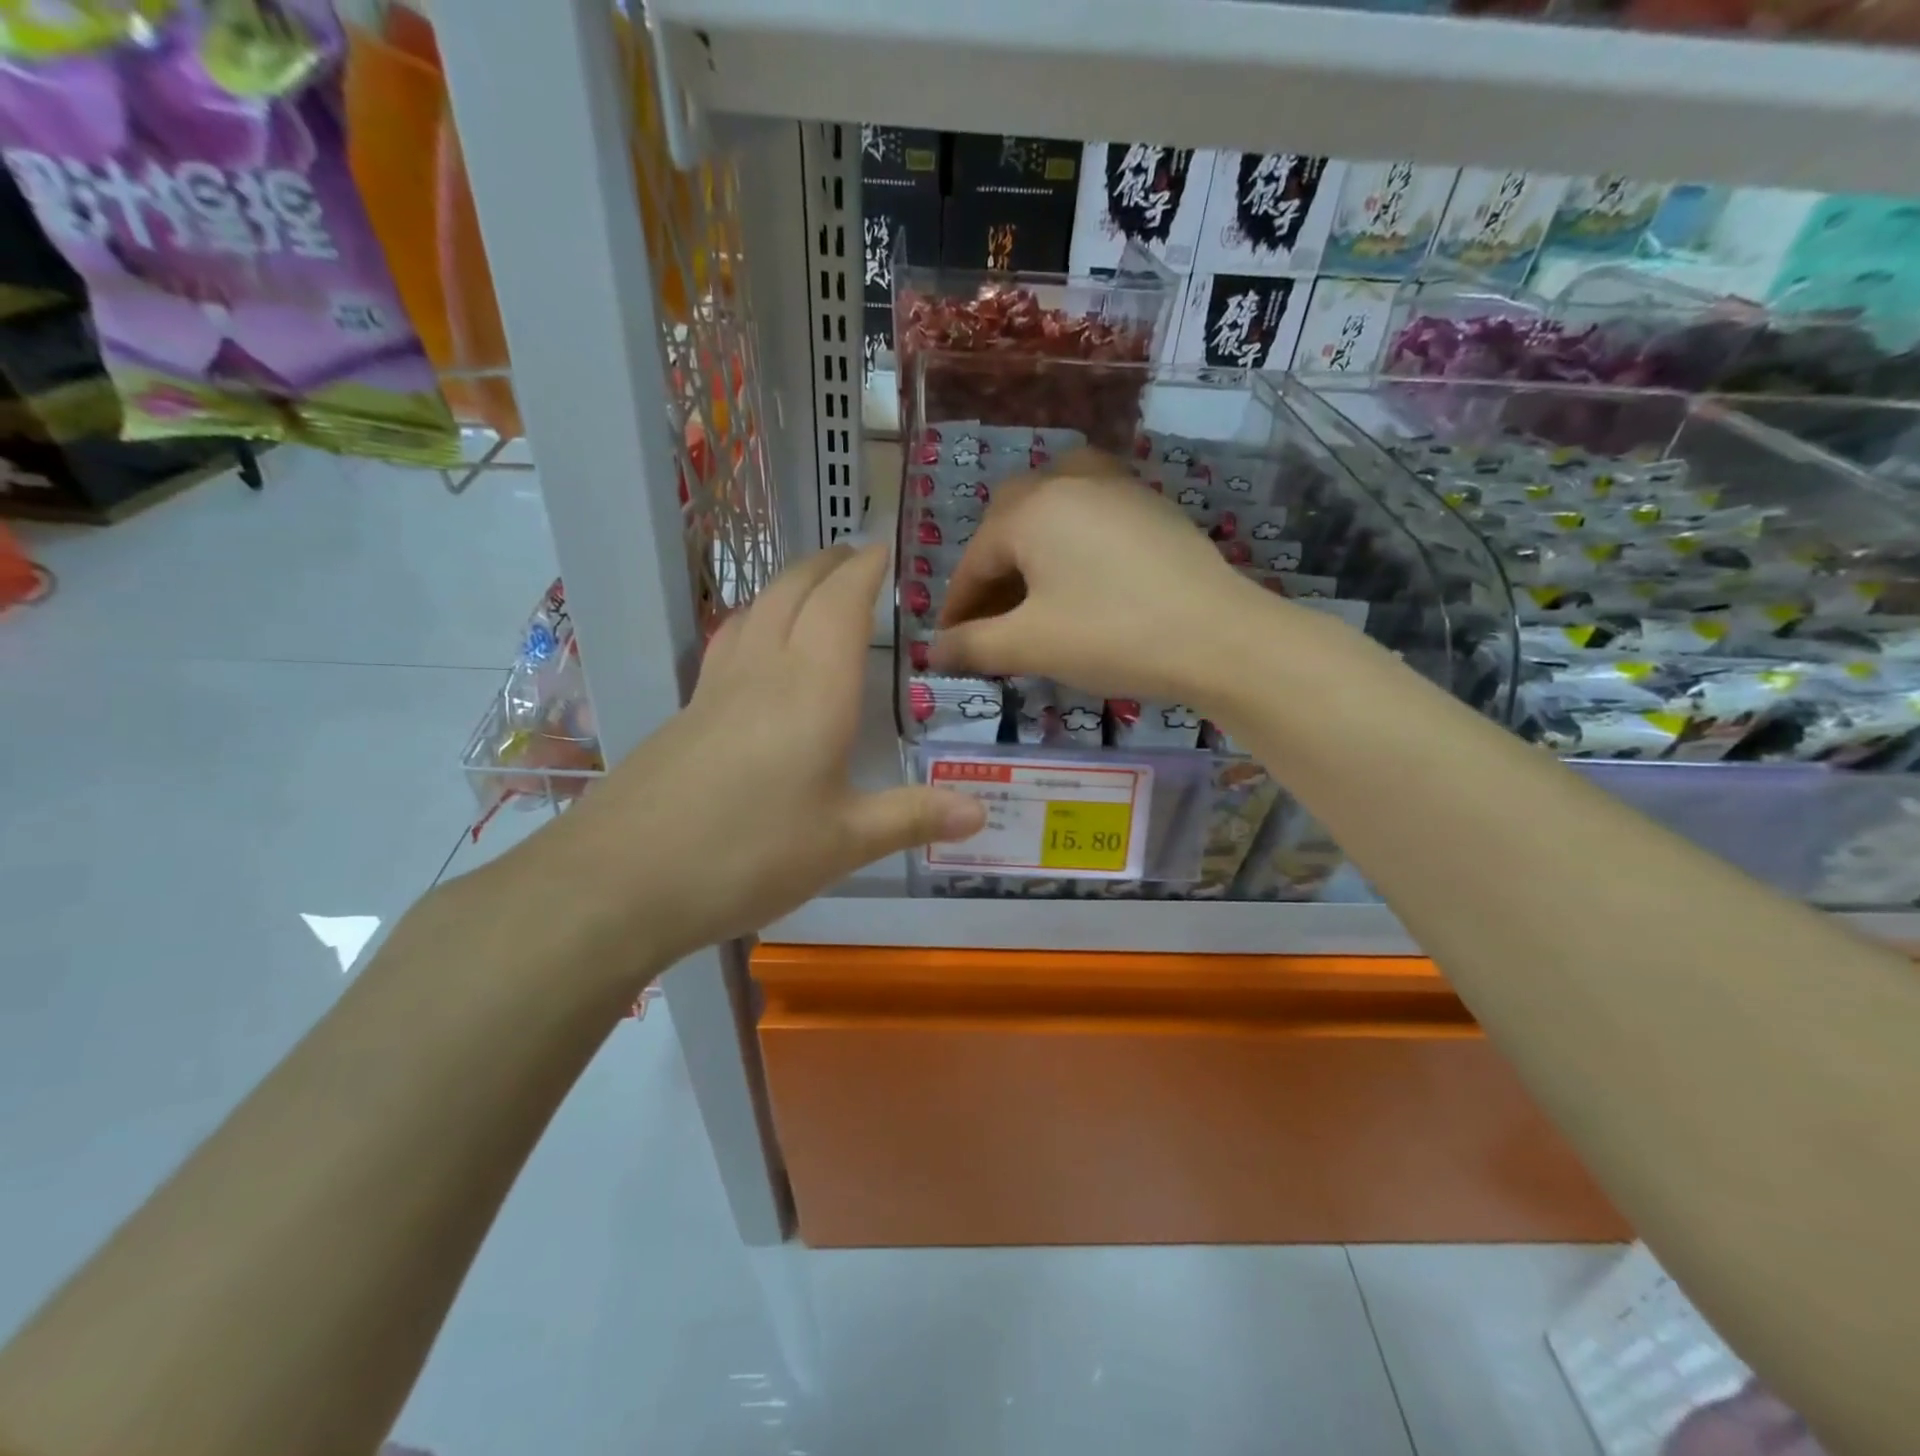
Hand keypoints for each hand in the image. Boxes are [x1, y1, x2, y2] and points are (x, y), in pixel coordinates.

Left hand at [537, 544, 984, 968]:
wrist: (622, 881)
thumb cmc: (749, 856)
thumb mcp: (844, 843)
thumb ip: (913, 818)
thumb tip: (980, 814)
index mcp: (813, 690)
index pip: (842, 605)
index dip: (864, 571)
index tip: (884, 549)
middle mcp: (764, 672)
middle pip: (792, 591)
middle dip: (826, 564)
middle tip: (853, 557)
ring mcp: (715, 689)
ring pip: (754, 609)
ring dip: (786, 585)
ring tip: (810, 587)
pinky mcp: (684, 713)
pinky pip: (727, 643)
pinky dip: (754, 620)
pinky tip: (754, 647)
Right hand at [932, 448, 1285, 702]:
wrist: (1219, 637)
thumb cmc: (1111, 635)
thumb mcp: (1031, 645)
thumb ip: (973, 645)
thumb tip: (932, 652)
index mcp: (1031, 510)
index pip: (974, 559)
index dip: (956, 606)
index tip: (948, 644)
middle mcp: (1069, 482)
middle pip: (1010, 522)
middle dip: (991, 571)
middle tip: (989, 618)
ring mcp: (1117, 488)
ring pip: (1053, 509)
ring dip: (1030, 549)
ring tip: (1030, 592)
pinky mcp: (1152, 507)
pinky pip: (1092, 515)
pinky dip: (1070, 543)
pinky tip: (1081, 579)